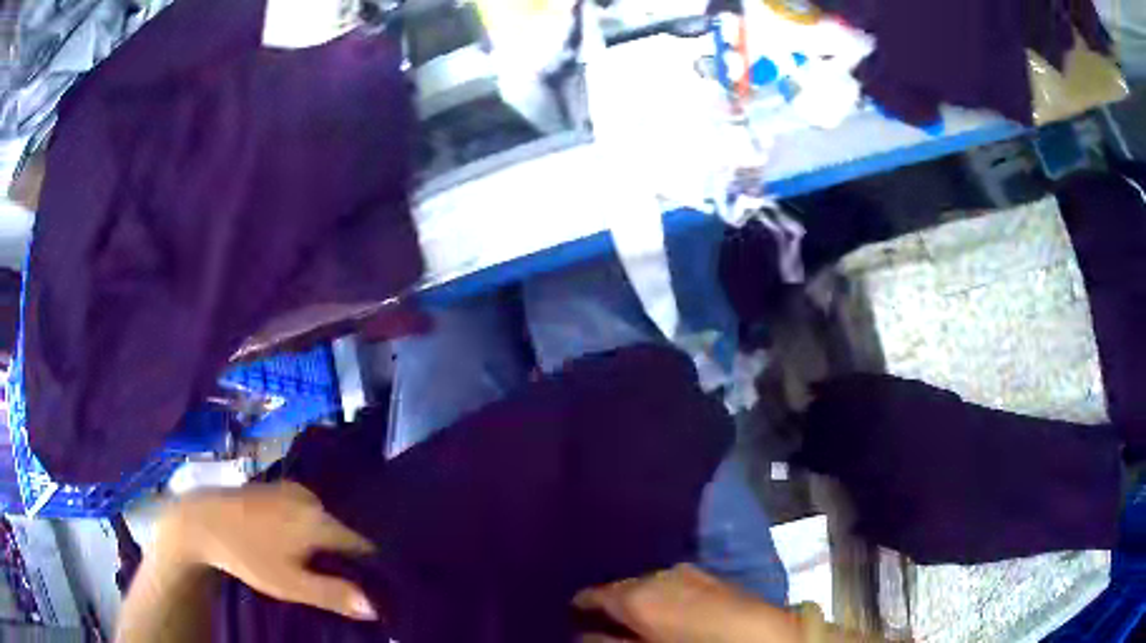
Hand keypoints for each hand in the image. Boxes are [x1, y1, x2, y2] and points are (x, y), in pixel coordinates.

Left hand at [155, 481, 377, 620]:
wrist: (201, 519)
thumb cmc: (247, 555)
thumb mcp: (289, 584)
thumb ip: (332, 594)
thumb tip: (374, 607)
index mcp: (319, 520)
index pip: (362, 545)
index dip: (369, 568)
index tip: (370, 588)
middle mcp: (311, 499)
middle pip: (342, 532)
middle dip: (344, 556)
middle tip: (337, 583)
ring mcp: (291, 490)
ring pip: (322, 521)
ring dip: (324, 542)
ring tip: (315, 567)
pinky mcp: (275, 488)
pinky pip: (304, 511)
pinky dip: (307, 528)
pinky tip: (292, 545)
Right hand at [573, 563, 801, 642]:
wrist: (761, 637)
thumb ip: (609, 641)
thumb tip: (584, 634)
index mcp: (638, 595)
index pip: (595, 594)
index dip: (582, 604)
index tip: (573, 612)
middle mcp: (659, 575)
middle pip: (623, 585)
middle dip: (614, 600)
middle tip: (605, 618)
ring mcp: (688, 573)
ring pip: (650, 582)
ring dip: (640, 596)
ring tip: (637, 615)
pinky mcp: (711, 576)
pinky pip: (674, 582)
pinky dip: (664, 593)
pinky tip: (669, 608)